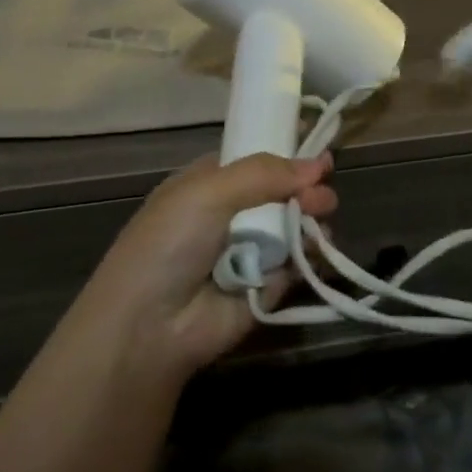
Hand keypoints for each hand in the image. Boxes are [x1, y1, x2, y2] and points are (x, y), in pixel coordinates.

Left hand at [73, 152, 337, 377]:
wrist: (149, 326)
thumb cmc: (169, 245)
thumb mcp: (207, 192)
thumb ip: (264, 173)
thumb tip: (318, 165)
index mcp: (209, 184)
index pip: (256, 159)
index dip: (287, 151)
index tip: (318, 145)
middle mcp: (232, 214)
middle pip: (283, 191)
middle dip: (306, 188)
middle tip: (321, 195)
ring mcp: (252, 251)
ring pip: (297, 225)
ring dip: (313, 219)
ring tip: (319, 220)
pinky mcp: (269, 286)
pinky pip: (299, 263)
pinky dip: (311, 255)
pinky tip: (316, 249)